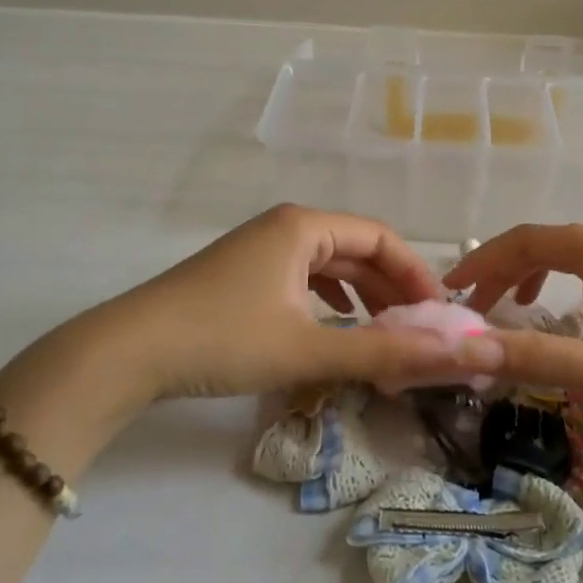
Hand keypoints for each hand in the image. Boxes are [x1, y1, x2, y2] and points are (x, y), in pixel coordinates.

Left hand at [50, 205, 503, 405]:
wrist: (127, 353)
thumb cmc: (223, 340)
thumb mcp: (308, 349)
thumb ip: (383, 353)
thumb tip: (454, 356)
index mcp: (304, 226)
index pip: (381, 238)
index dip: (416, 274)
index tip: (439, 316)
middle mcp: (285, 227)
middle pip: (356, 250)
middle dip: (390, 289)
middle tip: (418, 332)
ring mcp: (260, 249)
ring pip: (328, 266)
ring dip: (361, 297)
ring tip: (385, 333)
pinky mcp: (242, 275)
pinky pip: (302, 279)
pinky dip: (328, 302)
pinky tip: (334, 328)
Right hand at [445, 224, 582, 436]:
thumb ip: (539, 359)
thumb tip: (469, 349)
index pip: (528, 241)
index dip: (484, 261)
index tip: (452, 292)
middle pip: (548, 244)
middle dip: (504, 269)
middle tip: (474, 305)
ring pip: (574, 257)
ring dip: (535, 274)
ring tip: (515, 304)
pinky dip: (570, 285)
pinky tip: (579, 310)